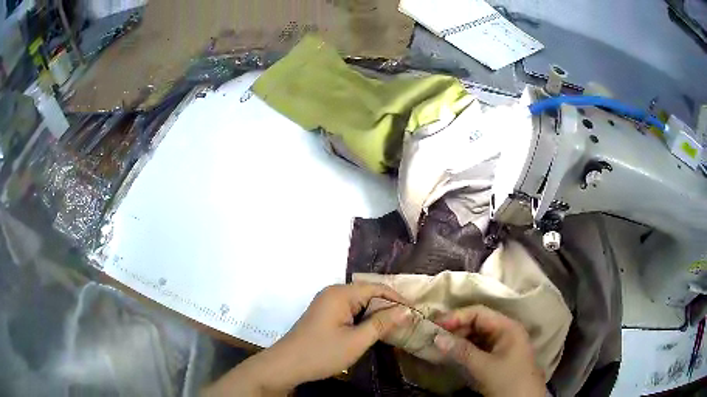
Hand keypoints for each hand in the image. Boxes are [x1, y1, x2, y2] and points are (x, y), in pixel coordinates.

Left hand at [204, 283, 411, 396]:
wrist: (286, 365)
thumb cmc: (322, 353)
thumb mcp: (357, 340)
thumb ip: (382, 323)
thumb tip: (406, 310)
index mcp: (340, 293)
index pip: (376, 288)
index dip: (397, 298)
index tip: (415, 311)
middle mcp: (333, 293)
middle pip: (367, 294)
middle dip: (387, 307)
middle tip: (407, 322)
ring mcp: (326, 304)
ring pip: (359, 304)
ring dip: (375, 315)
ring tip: (394, 328)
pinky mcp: (323, 315)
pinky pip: (349, 311)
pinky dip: (362, 320)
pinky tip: (371, 331)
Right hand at [433, 305, 545, 396]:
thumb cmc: (507, 380)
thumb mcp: (483, 366)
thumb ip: (461, 350)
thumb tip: (436, 337)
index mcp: (507, 326)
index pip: (479, 312)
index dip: (456, 316)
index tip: (436, 325)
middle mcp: (506, 331)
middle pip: (478, 322)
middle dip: (456, 328)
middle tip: (435, 337)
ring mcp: (503, 344)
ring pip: (477, 335)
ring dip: (460, 339)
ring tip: (441, 346)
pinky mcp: (499, 356)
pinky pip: (479, 346)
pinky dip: (466, 349)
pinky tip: (454, 354)